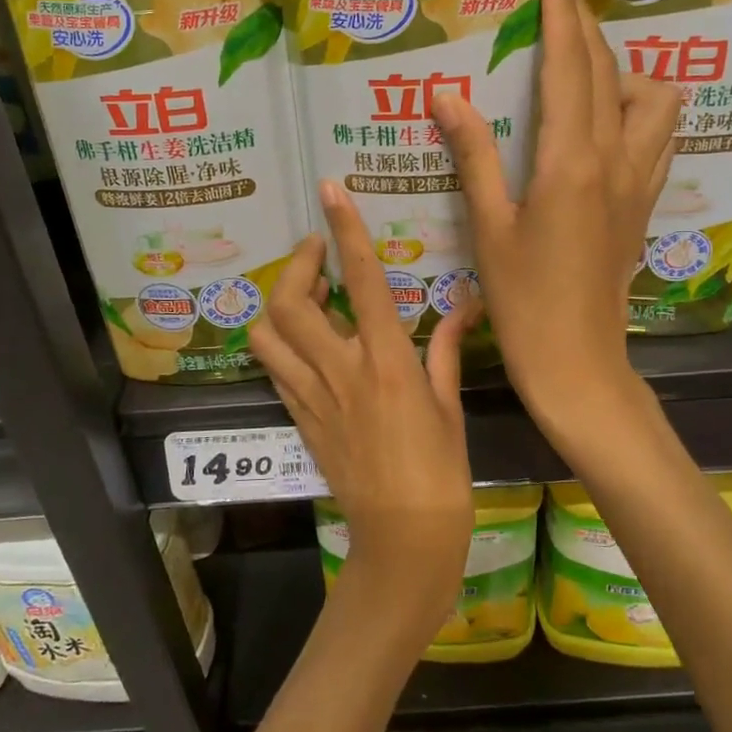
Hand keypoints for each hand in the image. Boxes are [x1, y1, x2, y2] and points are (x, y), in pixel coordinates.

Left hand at [249, 182, 480, 639]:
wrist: (403, 539)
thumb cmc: (441, 473)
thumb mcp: (450, 406)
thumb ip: (447, 348)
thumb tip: (464, 303)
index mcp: (388, 361)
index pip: (364, 280)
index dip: (345, 230)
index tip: (331, 192)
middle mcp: (342, 371)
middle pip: (291, 302)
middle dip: (297, 264)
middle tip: (317, 251)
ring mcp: (313, 396)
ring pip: (268, 334)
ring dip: (280, 303)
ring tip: (308, 294)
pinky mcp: (299, 419)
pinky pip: (275, 369)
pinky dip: (281, 342)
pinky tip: (304, 339)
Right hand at [434, 0, 679, 443]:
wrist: (578, 361)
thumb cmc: (522, 300)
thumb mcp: (488, 227)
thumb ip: (473, 155)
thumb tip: (446, 95)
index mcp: (571, 162)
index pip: (571, 70)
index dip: (563, 18)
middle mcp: (616, 161)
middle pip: (613, 73)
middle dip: (589, 29)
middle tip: (565, 3)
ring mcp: (639, 182)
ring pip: (656, 101)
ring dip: (627, 72)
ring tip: (590, 73)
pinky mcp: (644, 204)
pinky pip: (659, 136)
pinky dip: (642, 110)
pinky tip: (613, 122)